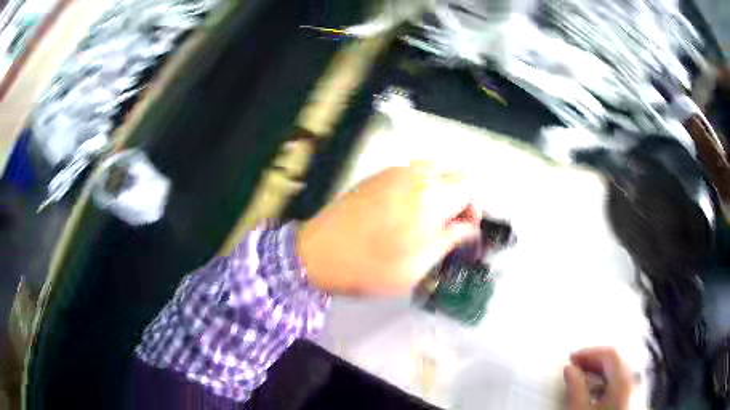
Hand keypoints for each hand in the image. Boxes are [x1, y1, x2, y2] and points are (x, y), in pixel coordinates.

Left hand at [298, 162, 480, 295]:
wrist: (316, 254)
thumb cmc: (368, 268)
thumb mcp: (417, 266)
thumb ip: (449, 241)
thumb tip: (468, 228)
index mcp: (429, 199)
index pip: (470, 187)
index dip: (474, 209)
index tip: (466, 231)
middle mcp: (413, 176)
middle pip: (455, 171)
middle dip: (462, 195)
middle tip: (452, 224)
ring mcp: (392, 172)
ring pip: (434, 167)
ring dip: (443, 187)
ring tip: (433, 217)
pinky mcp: (376, 176)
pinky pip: (412, 170)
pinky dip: (422, 183)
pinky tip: (409, 209)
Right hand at [564, 347, 633, 409]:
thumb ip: (575, 388)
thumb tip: (569, 369)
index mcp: (622, 381)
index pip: (610, 354)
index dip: (590, 352)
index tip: (572, 358)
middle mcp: (630, 381)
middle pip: (614, 361)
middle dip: (593, 360)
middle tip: (574, 366)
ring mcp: (630, 390)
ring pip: (616, 371)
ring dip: (597, 371)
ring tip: (579, 377)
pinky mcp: (626, 399)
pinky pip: (617, 383)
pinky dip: (603, 381)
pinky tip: (591, 391)